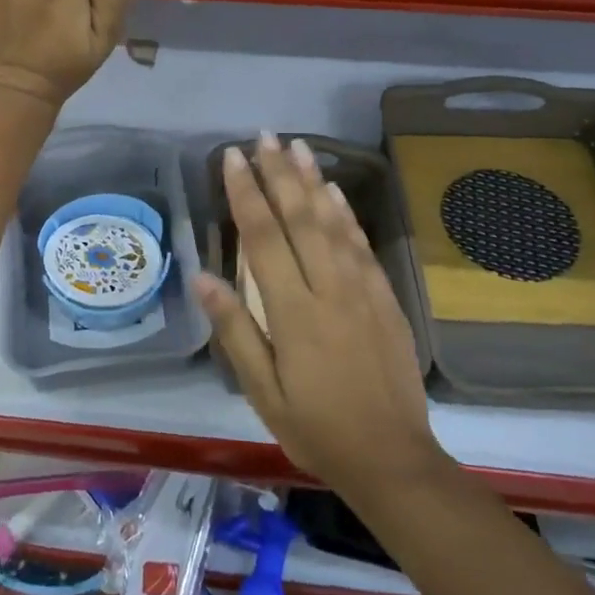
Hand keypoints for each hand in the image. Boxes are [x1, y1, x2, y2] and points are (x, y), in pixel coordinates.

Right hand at [195, 133, 443, 498]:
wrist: (393, 459)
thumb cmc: (315, 428)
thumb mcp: (262, 391)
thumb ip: (234, 330)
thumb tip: (201, 277)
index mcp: (293, 312)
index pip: (264, 238)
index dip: (245, 193)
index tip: (231, 157)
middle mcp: (329, 289)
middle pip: (300, 218)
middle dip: (278, 173)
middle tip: (263, 136)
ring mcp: (362, 290)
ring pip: (334, 223)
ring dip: (312, 181)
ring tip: (297, 145)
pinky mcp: (385, 298)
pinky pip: (363, 245)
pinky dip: (346, 213)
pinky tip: (334, 191)